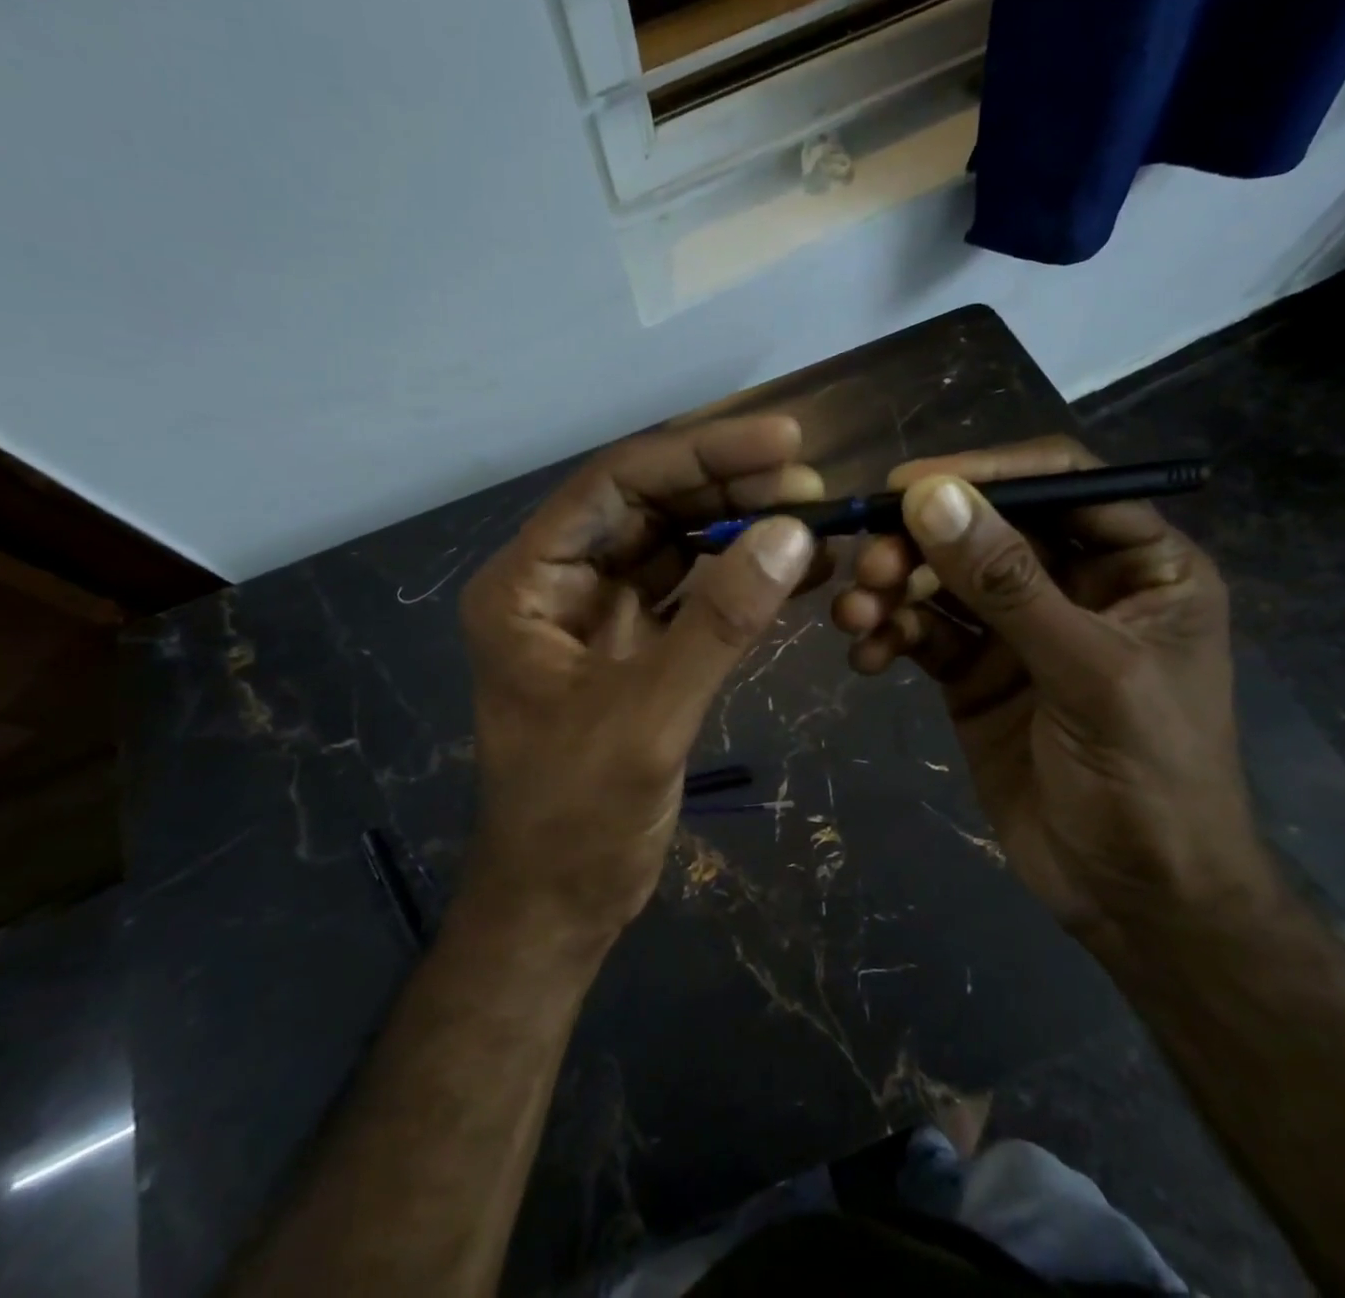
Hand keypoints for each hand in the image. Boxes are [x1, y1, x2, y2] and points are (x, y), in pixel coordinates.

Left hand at [459, 416, 822, 945]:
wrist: (560, 903)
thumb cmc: (577, 818)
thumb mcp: (647, 717)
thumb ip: (719, 623)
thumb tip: (794, 534)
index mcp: (528, 583)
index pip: (616, 486)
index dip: (701, 456)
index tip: (784, 441)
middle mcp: (560, 583)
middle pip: (649, 507)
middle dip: (729, 488)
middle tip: (811, 480)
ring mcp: (600, 613)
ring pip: (675, 544)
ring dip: (741, 527)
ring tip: (815, 514)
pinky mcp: (637, 646)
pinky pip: (694, 593)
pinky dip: (743, 578)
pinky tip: (799, 568)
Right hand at [831, 437, 1272, 944]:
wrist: (1134, 900)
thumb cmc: (1150, 780)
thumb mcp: (1088, 673)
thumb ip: (1008, 584)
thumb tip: (930, 496)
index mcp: (1139, 565)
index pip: (1060, 484)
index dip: (985, 474)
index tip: (906, 484)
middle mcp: (1075, 584)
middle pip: (986, 529)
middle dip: (922, 542)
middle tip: (869, 565)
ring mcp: (1018, 629)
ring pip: (943, 580)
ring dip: (892, 589)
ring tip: (854, 616)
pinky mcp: (974, 672)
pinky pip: (923, 633)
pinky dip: (889, 636)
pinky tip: (866, 659)